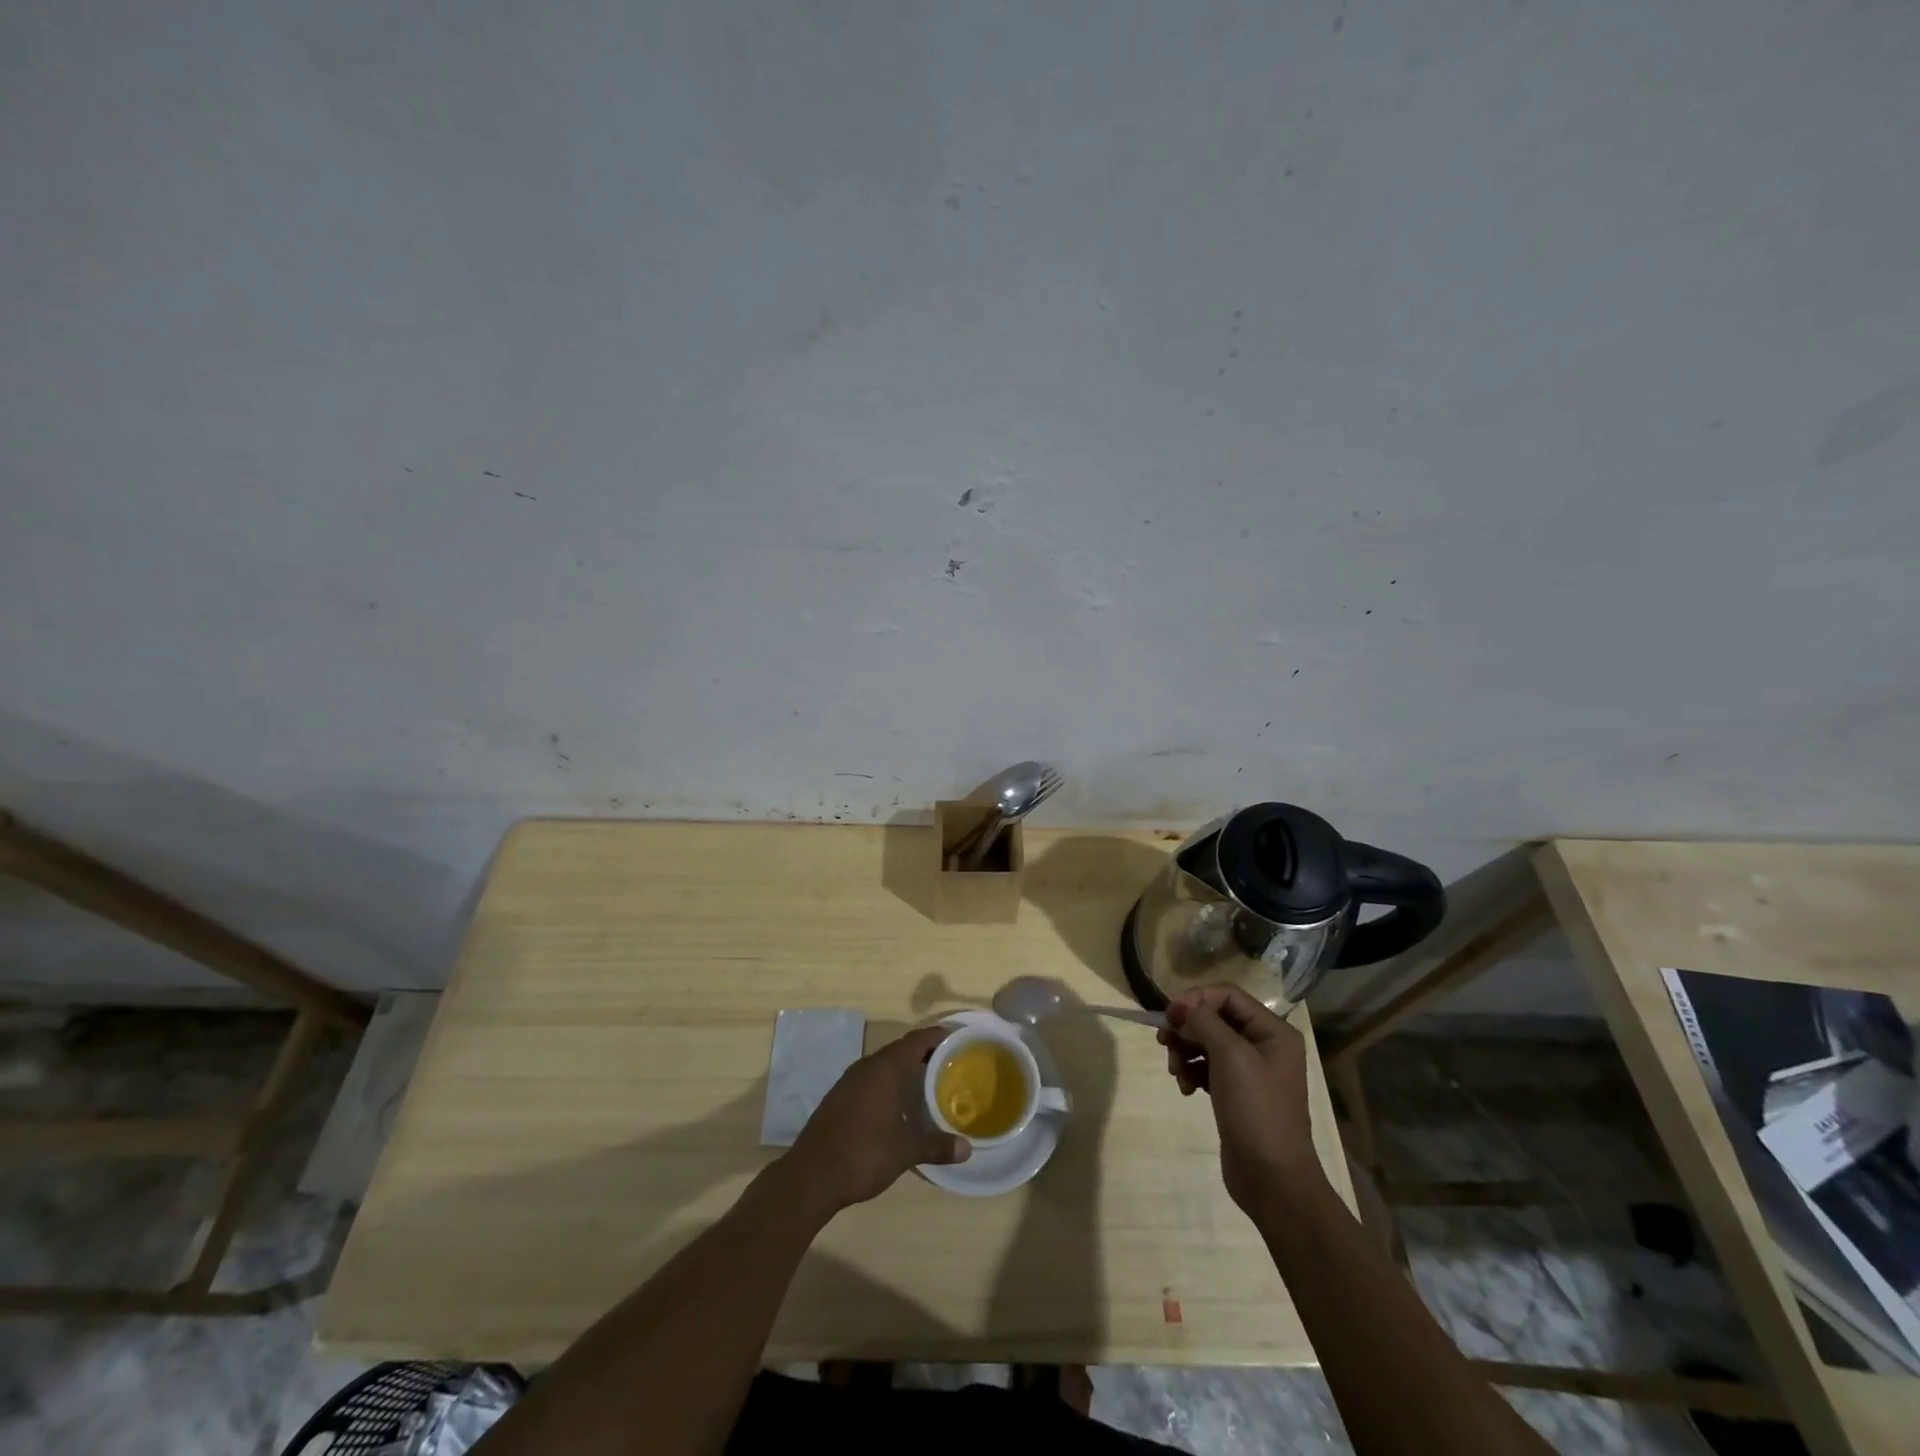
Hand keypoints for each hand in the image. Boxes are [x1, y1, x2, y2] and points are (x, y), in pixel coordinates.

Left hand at [783, 1025, 968, 1215]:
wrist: (811, 1176)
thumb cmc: (863, 1155)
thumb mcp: (905, 1152)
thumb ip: (936, 1146)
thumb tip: (967, 1149)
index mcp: (885, 1069)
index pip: (916, 1040)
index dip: (937, 1036)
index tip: (957, 1037)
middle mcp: (867, 1066)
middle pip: (900, 1049)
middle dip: (924, 1053)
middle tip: (949, 1062)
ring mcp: (849, 1081)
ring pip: (883, 1064)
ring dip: (904, 1068)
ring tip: (927, 1081)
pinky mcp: (838, 1097)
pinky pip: (870, 1078)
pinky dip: (887, 1082)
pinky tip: (896, 1102)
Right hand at [1157, 985, 1319, 1212]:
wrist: (1273, 1180)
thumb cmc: (1256, 1110)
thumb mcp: (1231, 1057)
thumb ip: (1203, 1022)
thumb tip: (1178, 1007)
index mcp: (1273, 1031)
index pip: (1227, 995)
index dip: (1196, 998)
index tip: (1169, 1015)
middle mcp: (1264, 1045)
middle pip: (1214, 1017)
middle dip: (1187, 1027)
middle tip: (1164, 1042)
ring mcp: (1250, 1070)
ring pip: (1206, 1041)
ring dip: (1185, 1050)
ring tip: (1175, 1072)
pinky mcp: (1236, 1092)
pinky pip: (1206, 1067)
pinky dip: (1191, 1071)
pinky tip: (1185, 1087)